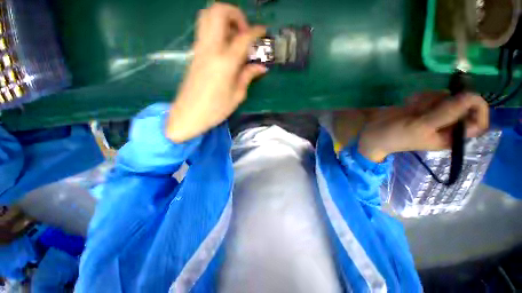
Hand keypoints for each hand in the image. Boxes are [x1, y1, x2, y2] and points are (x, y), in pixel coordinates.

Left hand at [165, 3, 266, 141]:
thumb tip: (261, 67)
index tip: (263, 31)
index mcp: (225, 62)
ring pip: (207, 16)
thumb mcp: (237, 95)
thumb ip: (248, 76)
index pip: (243, 37)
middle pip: (218, 11)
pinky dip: (217, 29)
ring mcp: (200, 49)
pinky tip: (226, 47)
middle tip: (244, 31)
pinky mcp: (194, 54)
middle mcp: (210, 49)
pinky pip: (204, 30)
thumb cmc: (215, 110)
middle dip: (235, 14)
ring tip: (235, 37)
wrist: (188, 115)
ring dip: (224, 19)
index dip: (256, 31)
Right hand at [358, 92, 488, 161]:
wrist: (373, 133)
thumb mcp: (421, 127)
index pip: (478, 122)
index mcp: (451, 136)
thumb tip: (472, 96)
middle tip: (427, 107)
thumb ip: (447, 113)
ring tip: (413, 108)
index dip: (478, 109)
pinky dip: (420, 97)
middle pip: (461, 104)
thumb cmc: (396, 136)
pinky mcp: (423, 106)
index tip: (468, 97)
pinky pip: (430, 94)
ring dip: (429, 99)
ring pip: (445, 96)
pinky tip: (408, 104)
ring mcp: (435, 113)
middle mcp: (446, 123)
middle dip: (444, 101)